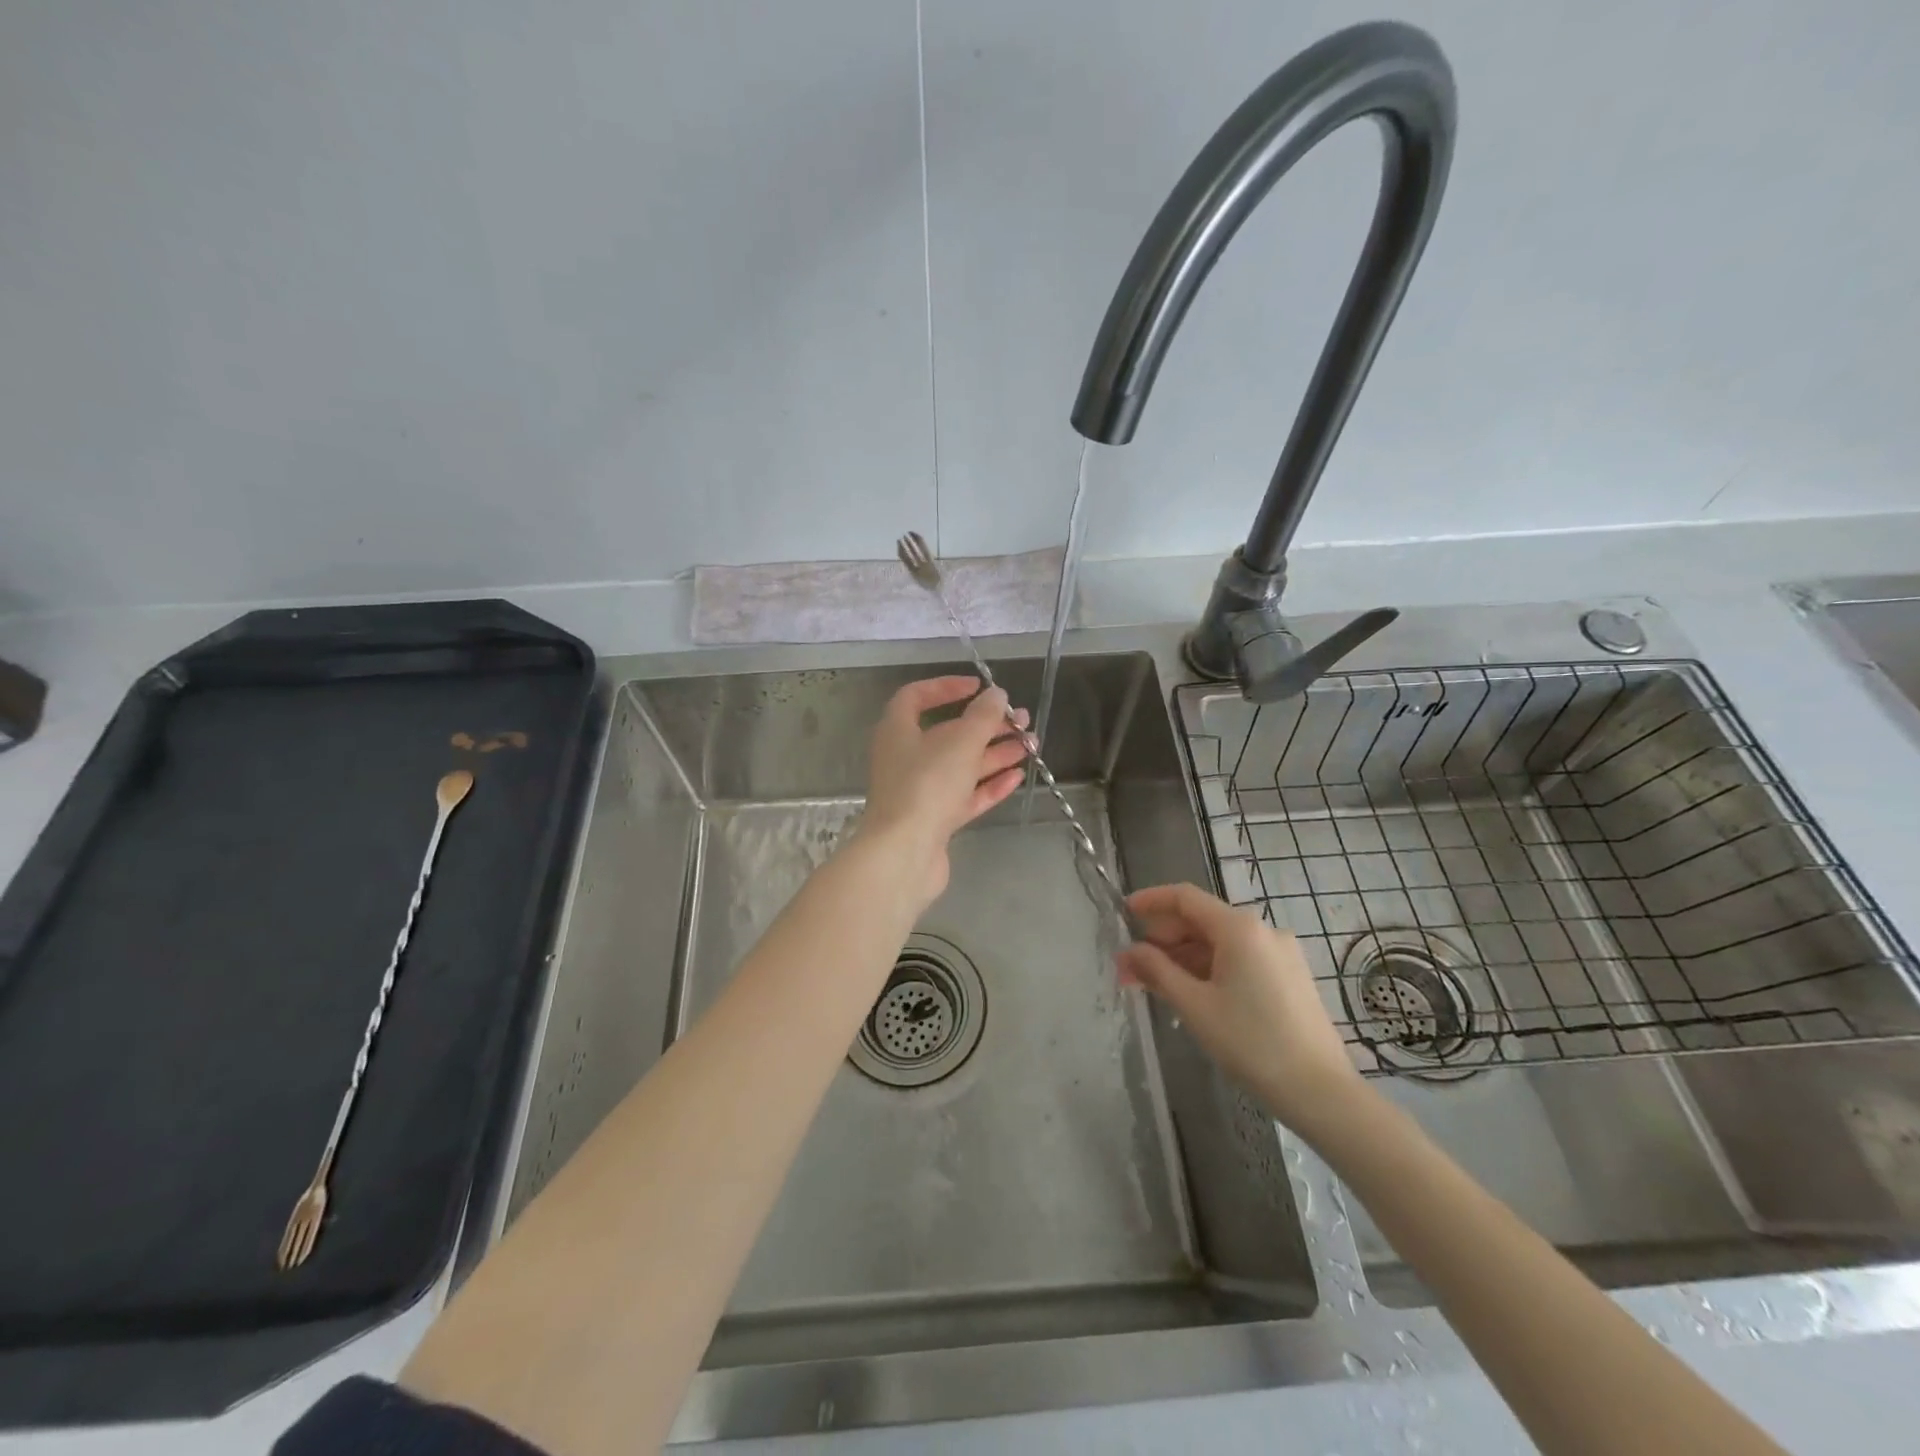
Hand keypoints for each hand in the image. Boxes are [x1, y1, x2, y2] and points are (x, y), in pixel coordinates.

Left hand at [859, 676, 1030, 905]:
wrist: (904, 854)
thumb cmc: (927, 786)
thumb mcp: (960, 743)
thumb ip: (982, 716)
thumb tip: (996, 695)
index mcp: (898, 731)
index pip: (916, 697)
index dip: (946, 687)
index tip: (979, 688)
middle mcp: (906, 758)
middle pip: (948, 734)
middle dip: (986, 726)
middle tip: (1022, 721)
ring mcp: (920, 791)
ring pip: (961, 766)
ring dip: (995, 753)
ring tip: (1031, 746)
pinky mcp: (935, 820)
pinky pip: (965, 796)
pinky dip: (989, 784)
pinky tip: (1017, 777)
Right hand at [1118, 883, 1364, 1127]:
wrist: (1321, 1092)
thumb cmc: (1251, 1044)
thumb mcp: (1194, 1006)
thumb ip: (1157, 971)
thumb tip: (1130, 951)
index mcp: (1239, 928)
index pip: (1185, 897)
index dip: (1151, 901)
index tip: (1123, 912)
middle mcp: (1263, 930)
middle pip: (1201, 920)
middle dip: (1162, 940)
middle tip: (1130, 968)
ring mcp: (1280, 953)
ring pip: (1219, 943)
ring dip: (1183, 958)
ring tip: (1154, 986)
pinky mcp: (1290, 976)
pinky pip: (1239, 959)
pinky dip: (1209, 969)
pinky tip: (1191, 993)